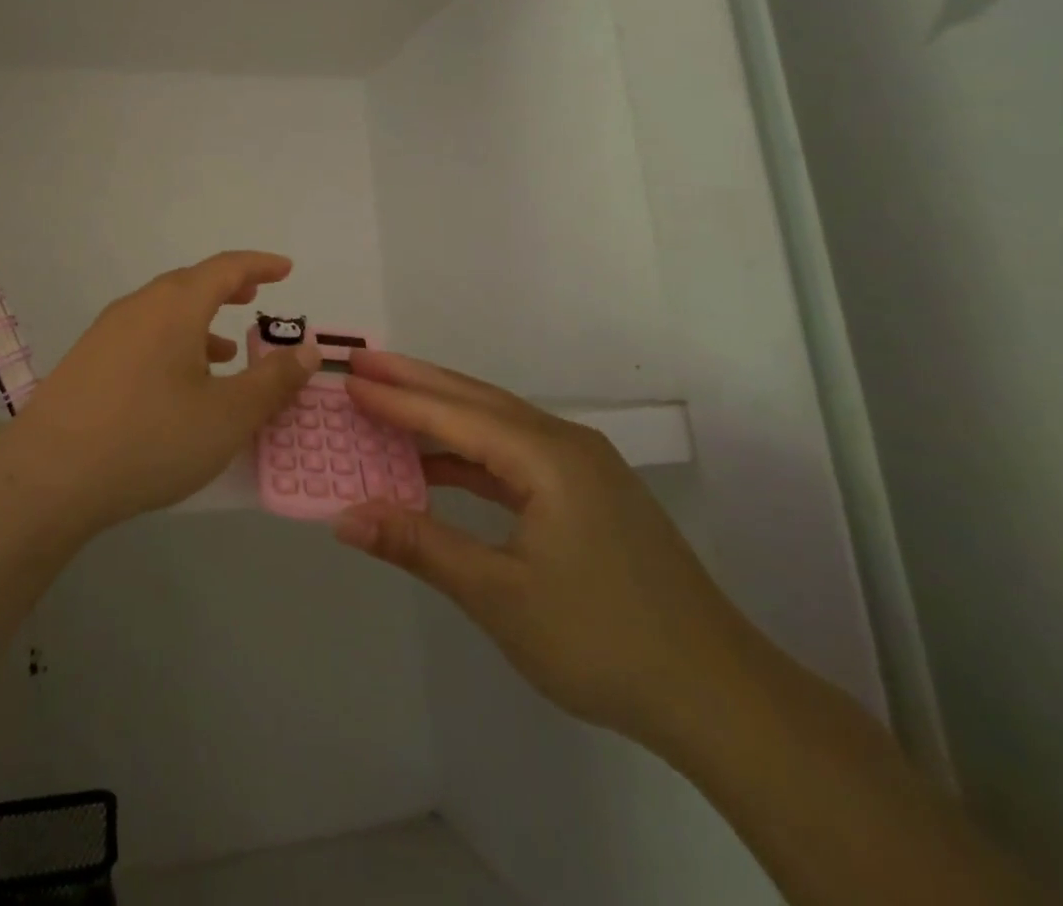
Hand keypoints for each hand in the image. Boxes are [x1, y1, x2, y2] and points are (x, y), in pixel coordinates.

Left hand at [0, 251, 319, 532]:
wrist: (50, 476)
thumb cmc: (151, 437)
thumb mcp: (228, 415)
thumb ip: (274, 380)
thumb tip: (309, 350)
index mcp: (175, 306)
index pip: (226, 268)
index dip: (260, 265)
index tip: (286, 268)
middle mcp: (139, 307)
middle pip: (191, 284)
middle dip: (228, 289)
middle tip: (256, 298)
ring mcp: (107, 332)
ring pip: (164, 313)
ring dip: (200, 321)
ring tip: (227, 351)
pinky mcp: (87, 361)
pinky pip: (142, 336)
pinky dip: (173, 343)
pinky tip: (179, 384)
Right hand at [333, 350, 757, 747]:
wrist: (718, 696)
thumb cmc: (602, 641)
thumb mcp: (498, 596)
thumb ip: (419, 545)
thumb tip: (344, 518)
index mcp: (548, 457)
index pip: (454, 414)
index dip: (396, 399)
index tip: (348, 380)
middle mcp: (566, 444)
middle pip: (477, 400)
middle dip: (417, 381)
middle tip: (363, 365)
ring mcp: (582, 467)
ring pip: (497, 423)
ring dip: (443, 414)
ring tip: (390, 403)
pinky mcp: (588, 493)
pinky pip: (514, 455)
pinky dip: (470, 453)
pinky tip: (439, 465)